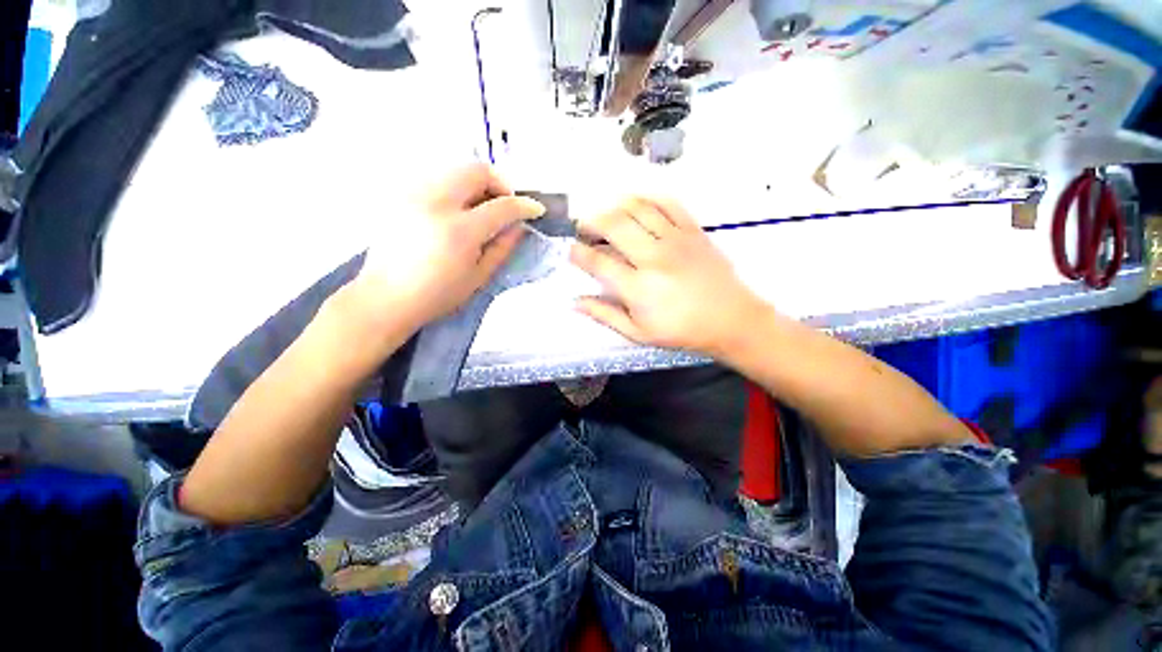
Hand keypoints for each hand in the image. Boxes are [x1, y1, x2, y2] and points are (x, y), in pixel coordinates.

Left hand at [349, 164, 544, 337]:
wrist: (386, 297)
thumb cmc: (437, 295)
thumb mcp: (478, 277)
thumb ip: (502, 247)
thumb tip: (518, 226)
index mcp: (460, 231)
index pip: (502, 206)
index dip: (524, 205)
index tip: (535, 210)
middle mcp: (435, 203)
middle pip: (476, 170)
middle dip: (500, 183)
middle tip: (505, 205)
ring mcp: (414, 194)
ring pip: (455, 169)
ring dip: (477, 184)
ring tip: (481, 209)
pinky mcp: (401, 195)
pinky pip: (437, 179)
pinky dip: (456, 189)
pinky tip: (457, 212)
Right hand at [570, 197, 768, 357]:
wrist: (731, 319)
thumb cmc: (681, 330)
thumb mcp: (638, 333)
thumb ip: (605, 315)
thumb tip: (575, 301)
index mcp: (638, 288)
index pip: (597, 262)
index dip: (578, 253)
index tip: (572, 251)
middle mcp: (653, 258)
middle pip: (613, 225)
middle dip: (590, 221)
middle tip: (583, 227)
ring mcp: (675, 240)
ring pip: (637, 208)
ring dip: (614, 206)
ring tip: (605, 213)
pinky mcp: (693, 230)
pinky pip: (667, 203)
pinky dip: (647, 198)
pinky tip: (636, 203)